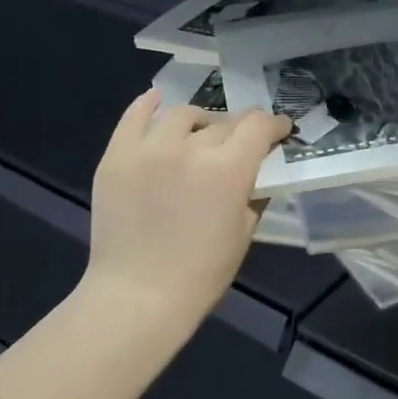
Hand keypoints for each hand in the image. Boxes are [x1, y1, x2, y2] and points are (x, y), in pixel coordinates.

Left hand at [85, 91, 291, 326]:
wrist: (138, 296)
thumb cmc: (202, 274)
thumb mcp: (243, 233)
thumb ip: (253, 194)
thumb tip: (256, 173)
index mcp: (228, 169)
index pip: (258, 127)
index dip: (274, 125)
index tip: (280, 131)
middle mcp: (189, 148)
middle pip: (223, 123)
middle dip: (240, 130)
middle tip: (242, 144)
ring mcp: (148, 149)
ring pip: (182, 115)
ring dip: (200, 121)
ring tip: (202, 133)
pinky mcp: (116, 156)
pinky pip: (133, 117)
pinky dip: (148, 106)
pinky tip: (157, 102)